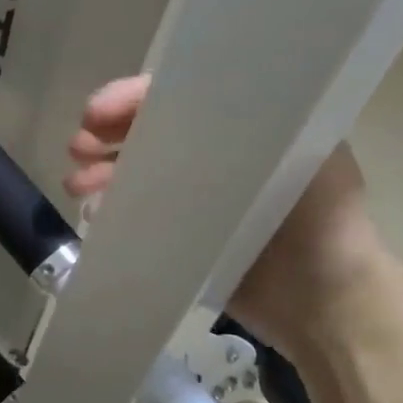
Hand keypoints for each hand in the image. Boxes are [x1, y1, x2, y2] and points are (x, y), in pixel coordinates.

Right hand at [65, 74, 388, 356]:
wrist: (326, 306)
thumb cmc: (321, 223)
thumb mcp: (298, 155)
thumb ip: (249, 123)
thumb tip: (181, 101)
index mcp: (246, 127)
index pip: (179, 97)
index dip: (133, 99)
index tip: (97, 113)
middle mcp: (216, 155)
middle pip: (149, 131)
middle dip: (107, 133)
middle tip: (77, 147)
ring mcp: (195, 197)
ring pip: (136, 170)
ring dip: (101, 171)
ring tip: (75, 185)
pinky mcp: (180, 234)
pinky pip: (137, 212)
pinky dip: (111, 207)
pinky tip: (93, 213)